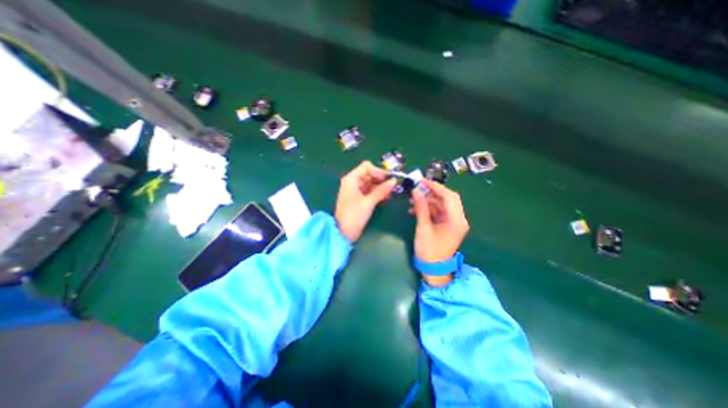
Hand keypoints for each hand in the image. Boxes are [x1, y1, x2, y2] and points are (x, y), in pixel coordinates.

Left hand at [336, 159, 397, 242]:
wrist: (343, 233)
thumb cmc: (354, 215)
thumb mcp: (369, 202)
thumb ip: (382, 190)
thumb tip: (394, 181)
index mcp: (351, 179)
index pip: (367, 167)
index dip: (378, 171)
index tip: (388, 179)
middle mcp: (353, 182)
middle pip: (369, 174)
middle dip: (381, 179)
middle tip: (393, 186)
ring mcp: (355, 191)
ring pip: (370, 183)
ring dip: (381, 186)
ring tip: (391, 192)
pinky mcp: (358, 199)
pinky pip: (369, 191)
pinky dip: (377, 193)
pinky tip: (386, 197)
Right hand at [412, 181, 469, 282]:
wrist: (434, 270)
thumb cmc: (429, 251)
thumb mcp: (423, 228)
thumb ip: (421, 208)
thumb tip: (415, 191)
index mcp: (456, 220)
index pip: (449, 196)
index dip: (435, 187)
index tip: (421, 181)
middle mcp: (459, 219)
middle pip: (448, 198)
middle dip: (432, 192)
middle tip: (417, 189)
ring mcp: (454, 222)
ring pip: (442, 204)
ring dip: (428, 201)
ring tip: (412, 201)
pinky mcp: (448, 225)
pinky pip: (439, 212)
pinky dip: (429, 209)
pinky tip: (416, 210)